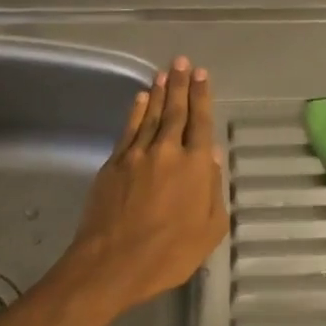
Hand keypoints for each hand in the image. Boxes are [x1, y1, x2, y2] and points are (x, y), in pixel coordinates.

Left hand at [55, 57, 227, 316]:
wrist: (112, 264)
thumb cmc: (168, 254)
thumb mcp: (209, 230)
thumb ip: (213, 190)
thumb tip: (210, 156)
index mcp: (194, 166)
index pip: (200, 122)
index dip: (202, 96)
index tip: (202, 74)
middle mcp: (167, 151)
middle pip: (175, 110)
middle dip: (180, 84)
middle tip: (182, 61)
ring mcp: (137, 155)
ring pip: (150, 115)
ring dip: (158, 92)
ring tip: (164, 73)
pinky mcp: (113, 163)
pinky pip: (128, 129)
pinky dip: (135, 112)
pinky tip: (140, 99)